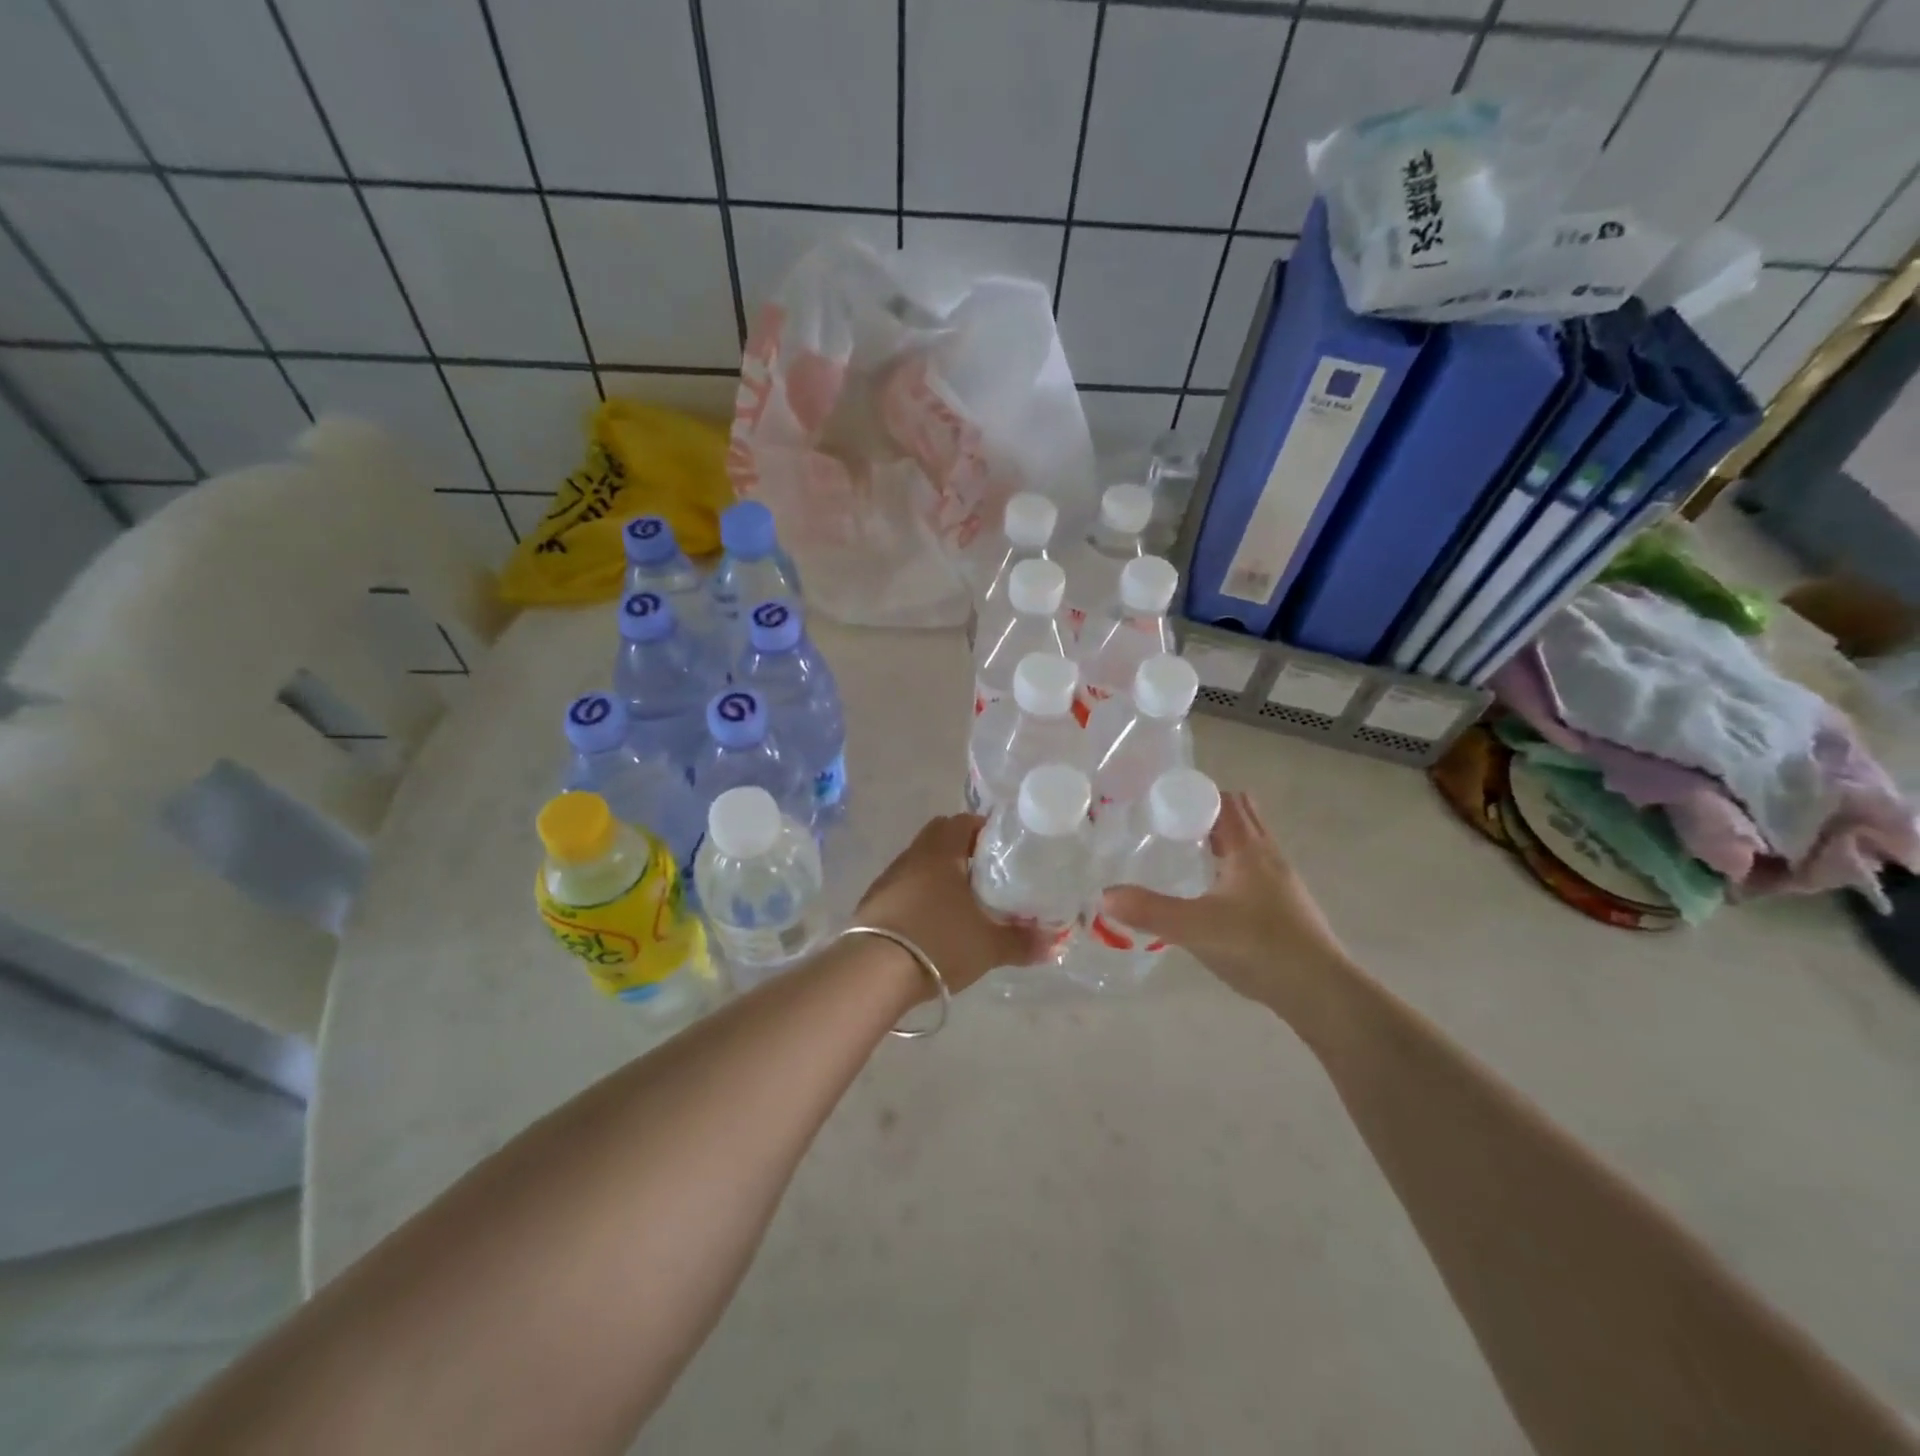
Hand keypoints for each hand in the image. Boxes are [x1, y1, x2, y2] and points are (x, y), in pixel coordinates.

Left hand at [856, 814, 1051, 996]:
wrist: (874, 972)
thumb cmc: (939, 942)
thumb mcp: (989, 946)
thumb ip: (1022, 942)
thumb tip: (1053, 944)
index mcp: (941, 851)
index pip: (962, 821)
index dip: (983, 829)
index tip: (1001, 849)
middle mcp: (912, 856)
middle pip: (938, 838)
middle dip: (961, 850)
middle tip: (985, 874)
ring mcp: (888, 879)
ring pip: (918, 863)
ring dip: (937, 874)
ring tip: (960, 902)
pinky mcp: (872, 903)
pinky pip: (902, 887)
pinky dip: (918, 896)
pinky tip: (931, 922)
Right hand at [1100, 791, 1350, 1021]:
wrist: (1321, 993)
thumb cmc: (1260, 948)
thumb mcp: (1196, 929)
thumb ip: (1149, 911)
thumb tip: (1104, 896)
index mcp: (1249, 849)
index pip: (1223, 800)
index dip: (1194, 794)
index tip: (1160, 801)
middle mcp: (1268, 855)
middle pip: (1240, 814)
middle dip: (1207, 811)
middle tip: (1169, 823)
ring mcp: (1281, 881)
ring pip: (1250, 842)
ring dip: (1222, 837)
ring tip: (1185, 852)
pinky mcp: (1285, 905)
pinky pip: (1254, 868)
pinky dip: (1232, 864)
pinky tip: (1211, 891)